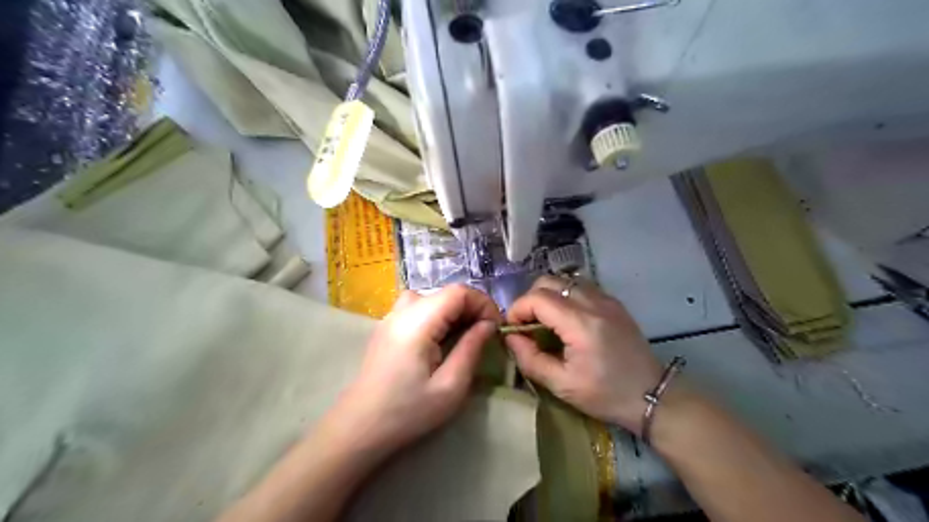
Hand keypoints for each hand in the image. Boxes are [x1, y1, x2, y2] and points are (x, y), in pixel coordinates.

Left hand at [329, 285, 500, 455]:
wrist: (359, 427)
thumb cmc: (407, 412)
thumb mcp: (450, 386)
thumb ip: (471, 348)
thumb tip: (489, 325)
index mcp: (417, 321)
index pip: (458, 292)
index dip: (483, 303)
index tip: (496, 327)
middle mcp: (402, 310)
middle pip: (446, 293)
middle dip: (471, 308)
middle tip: (485, 335)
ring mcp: (391, 316)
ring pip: (433, 298)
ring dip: (455, 311)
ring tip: (465, 336)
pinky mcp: (387, 326)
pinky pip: (419, 307)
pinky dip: (438, 315)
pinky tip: (441, 339)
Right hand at [505, 274, 664, 434]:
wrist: (652, 396)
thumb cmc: (606, 395)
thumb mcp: (562, 385)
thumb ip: (530, 359)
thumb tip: (511, 337)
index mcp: (580, 323)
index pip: (537, 298)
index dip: (517, 309)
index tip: (512, 329)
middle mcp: (593, 302)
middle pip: (548, 281)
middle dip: (530, 300)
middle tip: (527, 325)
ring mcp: (606, 299)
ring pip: (564, 280)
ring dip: (547, 295)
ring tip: (545, 321)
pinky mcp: (613, 302)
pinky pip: (580, 287)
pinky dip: (564, 296)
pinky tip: (566, 320)